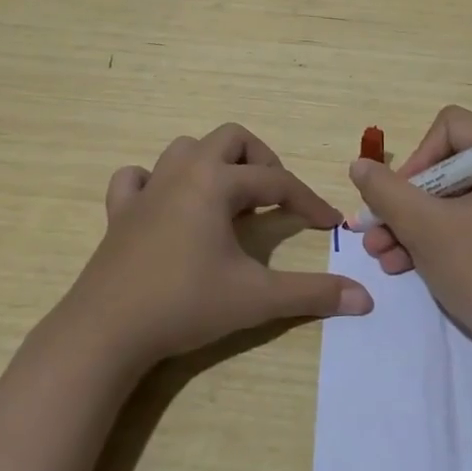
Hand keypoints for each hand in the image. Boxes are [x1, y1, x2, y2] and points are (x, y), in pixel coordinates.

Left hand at [64, 123, 373, 369]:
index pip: (276, 181)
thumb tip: (365, 298)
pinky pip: (136, 178)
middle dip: (260, 161)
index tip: (329, 223)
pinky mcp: (119, 212)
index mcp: (216, 183)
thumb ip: (313, 294)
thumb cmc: (185, 304)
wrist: (106, 332)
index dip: (308, 201)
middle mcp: (182, 173)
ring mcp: (147, 190)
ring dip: (213, 164)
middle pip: (231, 138)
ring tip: (229, 199)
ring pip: (185, 149)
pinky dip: (156, 182)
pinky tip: (167, 206)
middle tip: (273, 197)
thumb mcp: (257, 298)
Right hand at [349, 104, 471, 346]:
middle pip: (443, 165)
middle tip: (375, 228)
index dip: (419, 155)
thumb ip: (387, 192)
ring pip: (445, 198)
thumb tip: (359, 165)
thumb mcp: (425, 227)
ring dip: (408, 223)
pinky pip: (458, 222)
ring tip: (379, 253)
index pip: (451, 126)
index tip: (401, 194)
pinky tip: (399, 264)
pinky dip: (428, 238)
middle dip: (403, 200)